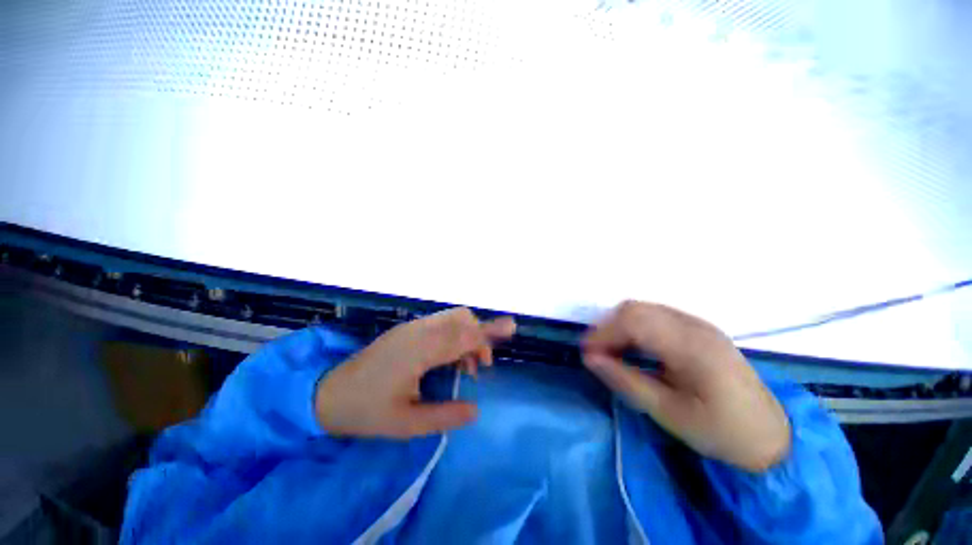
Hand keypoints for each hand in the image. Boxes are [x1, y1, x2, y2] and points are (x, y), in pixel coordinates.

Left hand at [315, 307, 515, 438]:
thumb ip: (443, 416)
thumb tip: (475, 410)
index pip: (463, 335)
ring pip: (452, 318)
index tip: (511, 326)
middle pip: (461, 318)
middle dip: (478, 336)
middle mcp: (419, 331)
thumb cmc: (366, 411)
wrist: (327, 393)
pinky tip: (448, 359)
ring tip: (464, 367)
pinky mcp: (408, 330)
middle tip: (478, 368)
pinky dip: (454, 335)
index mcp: (420, 351)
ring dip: (466, 335)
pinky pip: (441, 323)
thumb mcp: (405, 424)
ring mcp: (412, 327)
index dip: (488, 331)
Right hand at [582, 301, 790, 471]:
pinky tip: (632, 347)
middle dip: (607, 327)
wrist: (770, 435)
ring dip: (619, 325)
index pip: (633, 322)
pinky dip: (634, 326)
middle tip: (596, 354)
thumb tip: (589, 358)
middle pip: (635, 309)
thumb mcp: (668, 413)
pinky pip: (654, 315)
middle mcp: (693, 325)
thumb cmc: (720, 431)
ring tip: (611, 351)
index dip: (602, 333)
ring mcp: (697, 323)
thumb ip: (625, 380)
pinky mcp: (697, 328)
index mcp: (690, 346)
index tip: (585, 353)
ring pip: (643, 309)